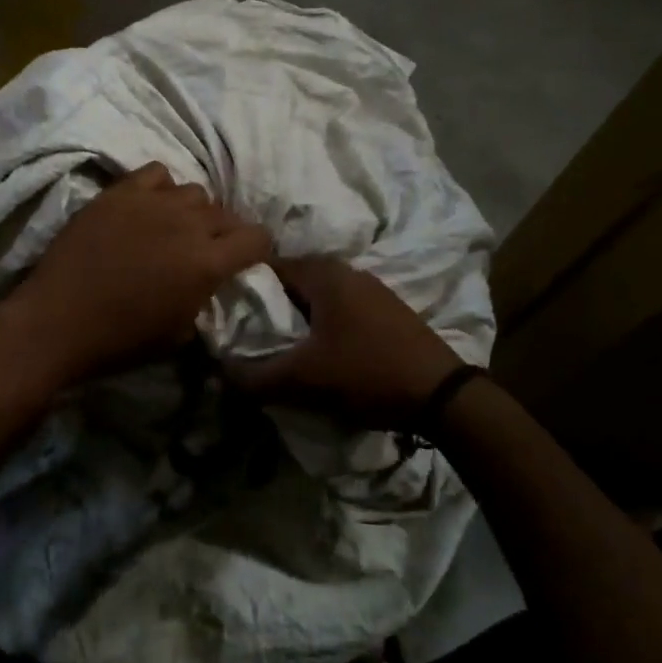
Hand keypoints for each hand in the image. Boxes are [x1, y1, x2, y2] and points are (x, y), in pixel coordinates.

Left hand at [8, 162, 273, 385]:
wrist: (58, 320)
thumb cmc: (121, 339)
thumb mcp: (180, 332)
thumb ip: (204, 296)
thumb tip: (208, 281)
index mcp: (207, 262)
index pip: (257, 238)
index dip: (257, 249)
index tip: (246, 260)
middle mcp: (187, 224)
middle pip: (227, 213)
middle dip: (226, 232)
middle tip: (208, 249)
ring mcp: (151, 203)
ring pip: (194, 191)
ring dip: (193, 210)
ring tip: (176, 226)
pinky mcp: (119, 193)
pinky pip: (156, 174)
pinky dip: (161, 188)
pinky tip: (149, 207)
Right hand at [229, 257, 466, 430]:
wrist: (442, 396)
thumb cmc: (367, 373)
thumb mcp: (303, 380)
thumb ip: (255, 378)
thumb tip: (220, 374)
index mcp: (323, 273)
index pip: (267, 266)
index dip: (243, 289)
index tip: (228, 315)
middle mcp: (346, 270)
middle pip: (292, 282)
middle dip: (270, 306)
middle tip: (250, 335)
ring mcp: (371, 289)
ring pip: (317, 297)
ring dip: (298, 318)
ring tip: (281, 348)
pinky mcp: (387, 311)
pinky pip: (340, 309)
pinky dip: (322, 325)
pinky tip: (320, 353)